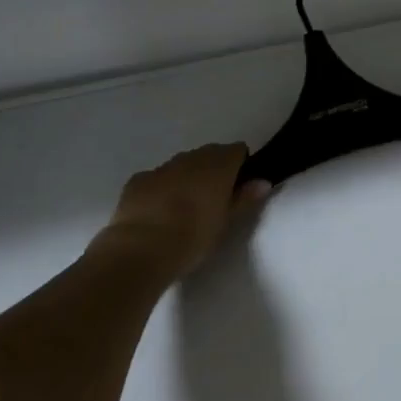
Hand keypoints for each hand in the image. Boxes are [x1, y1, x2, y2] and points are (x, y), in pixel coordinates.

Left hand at [91, 143, 271, 282]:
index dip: (240, 165)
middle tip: (213, 199)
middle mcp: (191, 158)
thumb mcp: (225, 222)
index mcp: (218, 165)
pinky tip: (157, 211)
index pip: (237, 150)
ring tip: (184, 207)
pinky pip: (156, 177)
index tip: (239, 186)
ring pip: (182, 164)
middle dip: (213, 169)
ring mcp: (162, 167)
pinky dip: (161, 187)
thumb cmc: (192, 237)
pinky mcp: (137, 180)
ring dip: (187, 177)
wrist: (140, 250)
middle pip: (209, 154)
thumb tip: (263, 182)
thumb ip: (244, 199)